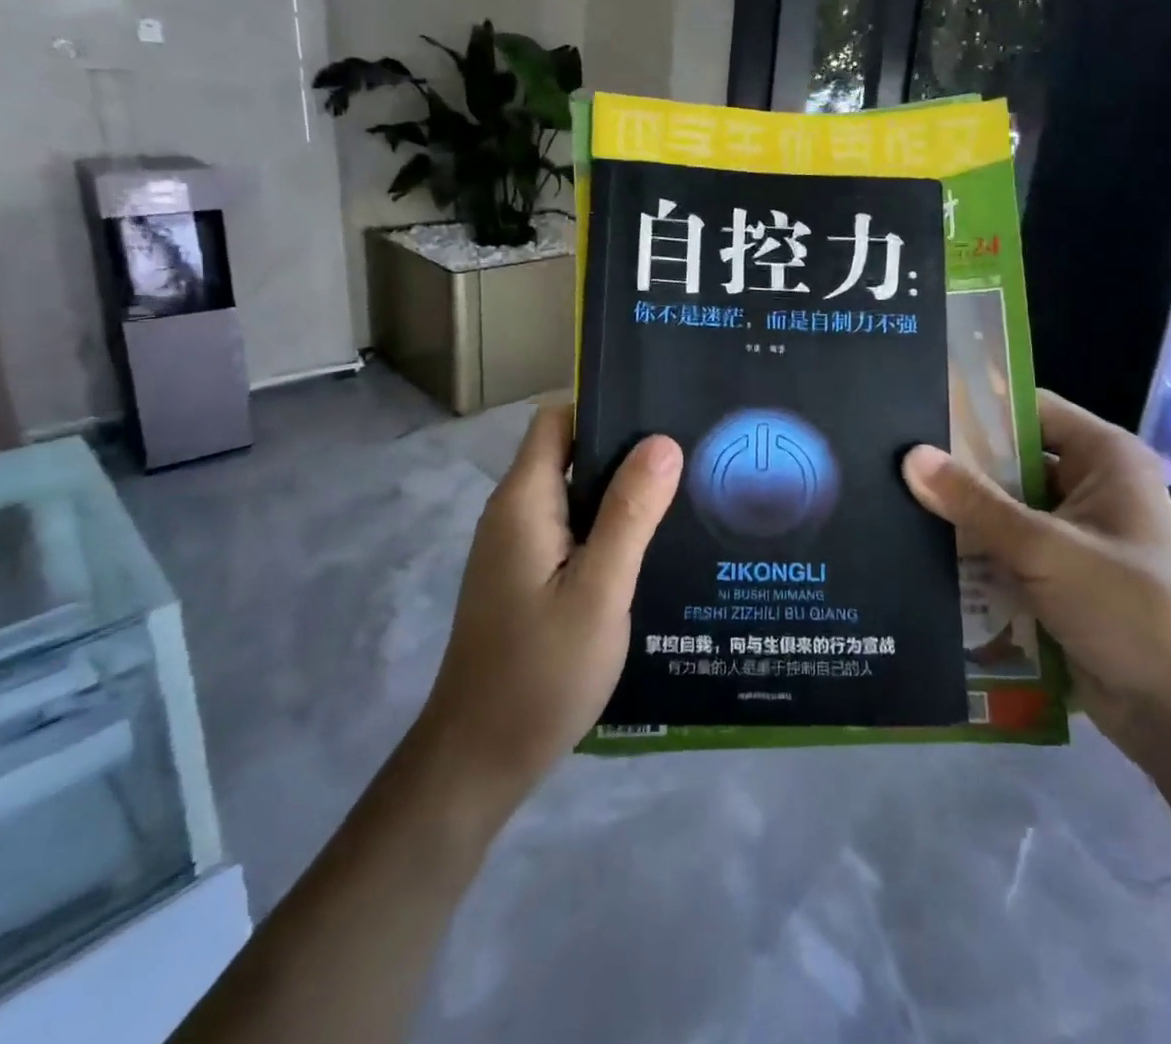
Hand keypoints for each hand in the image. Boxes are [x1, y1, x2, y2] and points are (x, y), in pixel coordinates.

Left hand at [414, 403, 681, 812]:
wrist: (479, 760)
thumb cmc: (540, 671)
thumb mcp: (599, 590)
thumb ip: (630, 514)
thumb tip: (663, 442)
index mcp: (524, 502)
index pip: (557, 420)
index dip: (604, 408)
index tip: (661, 415)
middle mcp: (515, 514)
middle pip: (569, 454)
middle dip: (625, 451)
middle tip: (691, 457)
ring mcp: (518, 549)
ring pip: (574, 496)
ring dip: (621, 493)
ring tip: (684, 495)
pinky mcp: (527, 579)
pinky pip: (572, 532)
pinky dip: (608, 529)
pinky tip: (652, 548)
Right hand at [903, 389, 1170, 760]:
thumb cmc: (1129, 610)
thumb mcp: (1046, 548)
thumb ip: (976, 503)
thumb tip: (910, 457)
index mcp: (1104, 458)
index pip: (1030, 409)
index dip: (978, 406)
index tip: (917, 409)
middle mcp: (1090, 486)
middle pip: (1011, 460)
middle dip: (958, 466)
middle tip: (891, 459)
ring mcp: (1074, 535)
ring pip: (1004, 509)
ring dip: (961, 515)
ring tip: (893, 501)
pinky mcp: (1059, 577)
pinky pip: (1006, 551)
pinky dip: (974, 553)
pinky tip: (921, 551)